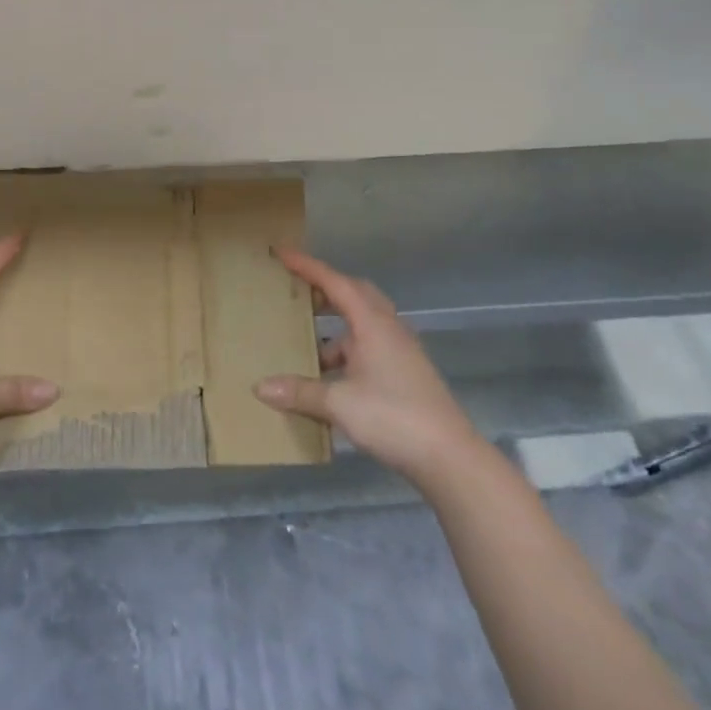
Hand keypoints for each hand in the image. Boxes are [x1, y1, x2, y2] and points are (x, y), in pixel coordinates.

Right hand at [254, 249, 477, 487]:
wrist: (450, 457)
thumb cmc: (393, 417)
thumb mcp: (339, 404)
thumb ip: (300, 392)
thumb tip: (260, 386)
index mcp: (372, 323)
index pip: (335, 282)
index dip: (307, 266)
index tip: (282, 252)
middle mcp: (388, 328)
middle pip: (354, 294)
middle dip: (325, 289)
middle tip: (297, 291)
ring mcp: (401, 350)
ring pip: (363, 323)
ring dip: (336, 327)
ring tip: (306, 343)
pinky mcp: (406, 372)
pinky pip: (370, 346)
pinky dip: (348, 351)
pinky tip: (331, 377)